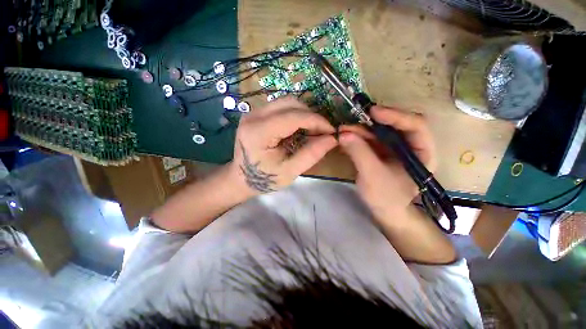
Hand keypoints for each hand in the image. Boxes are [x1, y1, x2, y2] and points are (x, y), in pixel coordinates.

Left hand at [231, 97, 336, 194]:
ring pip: (287, 102)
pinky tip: (299, 129)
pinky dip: (295, 115)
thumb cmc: (264, 179)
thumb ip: (311, 154)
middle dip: (311, 116)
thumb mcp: (290, 172)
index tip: (331, 131)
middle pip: (290, 103)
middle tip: (321, 132)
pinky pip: (281, 107)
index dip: (316, 121)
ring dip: (304, 114)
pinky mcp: (257, 114)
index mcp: (258, 132)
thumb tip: (333, 138)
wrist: (242, 178)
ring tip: (312, 131)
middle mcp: (253, 116)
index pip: (293, 116)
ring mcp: (253, 112)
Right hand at [339, 105, 436, 218]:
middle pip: (394, 125)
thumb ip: (359, 153)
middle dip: (372, 122)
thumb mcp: (372, 176)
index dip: (396, 116)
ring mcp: (394, 148)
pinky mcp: (380, 152)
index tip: (373, 112)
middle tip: (352, 120)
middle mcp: (410, 145)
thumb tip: (343, 133)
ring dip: (360, 129)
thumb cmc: (386, 198)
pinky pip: (369, 139)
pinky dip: (357, 137)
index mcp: (422, 151)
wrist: (383, 211)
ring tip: (343, 130)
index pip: (415, 125)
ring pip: (378, 131)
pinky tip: (345, 137)